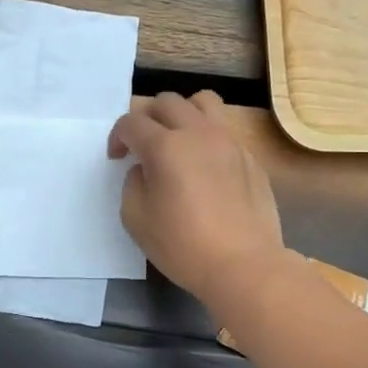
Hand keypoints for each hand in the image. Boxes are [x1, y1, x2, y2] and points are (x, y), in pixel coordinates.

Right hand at [108, 91, 285, 312]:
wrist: (244, 265)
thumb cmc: (183, 246)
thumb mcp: (136, 219)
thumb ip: (133, 184)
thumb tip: (145, 169)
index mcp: (165, 147)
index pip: (132, 123)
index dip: (118, 137)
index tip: (117, 157)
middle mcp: (197, 133)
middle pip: (167, 102)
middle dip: (147, 118)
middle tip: (143, 144)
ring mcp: (228, 141)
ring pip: (203, 102)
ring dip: (183, 113)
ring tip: (178, 138)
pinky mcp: (249, 156)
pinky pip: (224, 130)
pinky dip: (207, 137)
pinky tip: (205, 166)